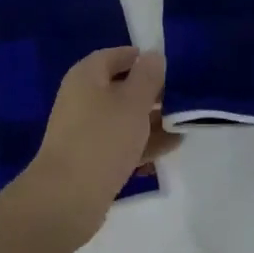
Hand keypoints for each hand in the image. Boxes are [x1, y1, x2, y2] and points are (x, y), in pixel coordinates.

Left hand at [12, 47, 178, 246]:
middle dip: (152, 92)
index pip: (116, 56)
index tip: (172, 68)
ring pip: (124, 117)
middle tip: (184, 98)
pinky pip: (121, 142)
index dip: (143, 59)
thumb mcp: (133, 101)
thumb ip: (147, 76)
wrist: (68, 197)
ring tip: (186, 123)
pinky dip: (143, 142)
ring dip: (152, 119)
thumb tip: (152, 56)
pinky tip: (171, 146)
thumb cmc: (103, 138)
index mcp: (86, 76)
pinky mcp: (91, 157)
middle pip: (121, 87)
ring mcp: (85, 129)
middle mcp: (82, 98)